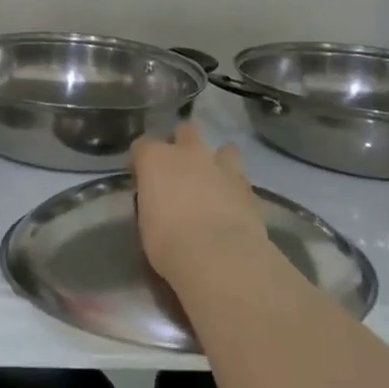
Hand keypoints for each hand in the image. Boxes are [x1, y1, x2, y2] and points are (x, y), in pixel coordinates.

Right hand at [131, 124, 267, 287]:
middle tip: (180, 171)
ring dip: (217, 160)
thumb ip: (153, 201)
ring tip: (214, 181)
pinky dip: (234, 184)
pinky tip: (232, 201)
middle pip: (184, 131)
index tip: (142, 179)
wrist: (220, 256)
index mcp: (155, 159)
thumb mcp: (147, 222)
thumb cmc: (169, 243)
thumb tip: (160, 202)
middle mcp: (188, 152)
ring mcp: (221, 165)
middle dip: (182, 145)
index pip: (141, 146)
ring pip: (222, 147)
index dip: (141, 162)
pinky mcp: (247, 184)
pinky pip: (239, 176)